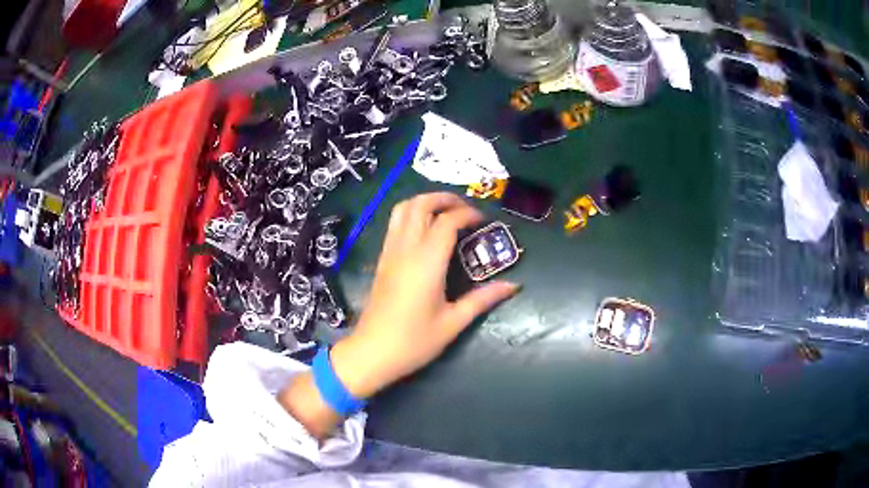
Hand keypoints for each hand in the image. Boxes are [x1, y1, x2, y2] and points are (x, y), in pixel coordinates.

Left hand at [331, 192, 519, 397]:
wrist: (371, 353)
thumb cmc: (414, 341)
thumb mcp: (453, 323)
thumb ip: (483, 299)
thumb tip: (513, 286)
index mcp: (426, 263)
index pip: (447, 221)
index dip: (467, 214)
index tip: (483, 221)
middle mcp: (405, 250)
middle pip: (420, 205)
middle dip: (444, 198)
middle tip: (465, 209)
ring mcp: (389, 252)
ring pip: (402, 209)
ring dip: (425, 202)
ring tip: (446, 212)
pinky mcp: (381, 260)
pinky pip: (394, 224)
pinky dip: (411, 215)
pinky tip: (426, 230)